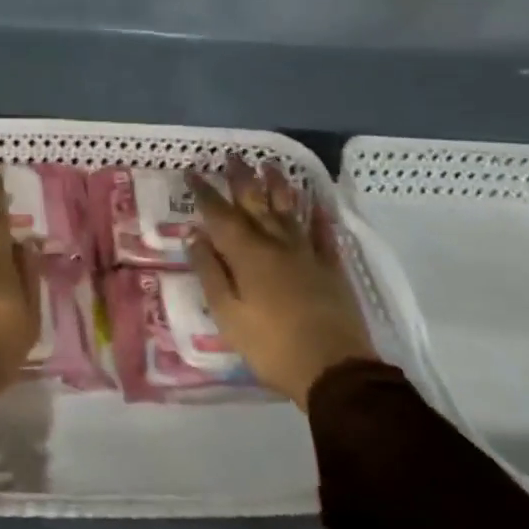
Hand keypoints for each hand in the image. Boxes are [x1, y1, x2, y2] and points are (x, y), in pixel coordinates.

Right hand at [186, 157, 376, 406]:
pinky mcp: (331, 270)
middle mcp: (275, 244)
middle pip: (255, 203)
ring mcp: (307, 255)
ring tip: (270, 165)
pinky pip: (323, 235)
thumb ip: (209, 271)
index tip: (193, 172)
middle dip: (242, 179)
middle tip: (233, 156)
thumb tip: (194, 234)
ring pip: (289, 211)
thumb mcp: (227, 313)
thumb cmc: (271, 345)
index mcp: (246, 254)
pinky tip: (317, 204)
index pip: (219, 214)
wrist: (335, 371)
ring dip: (278, 186)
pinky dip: (318, 217)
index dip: (205, 192)